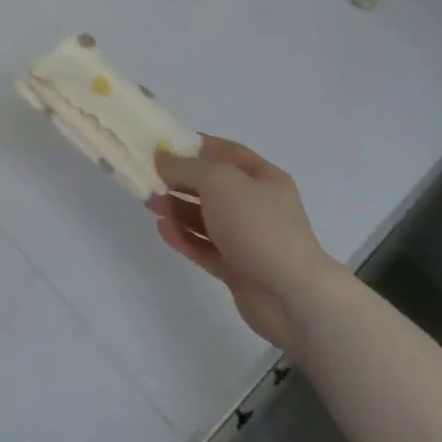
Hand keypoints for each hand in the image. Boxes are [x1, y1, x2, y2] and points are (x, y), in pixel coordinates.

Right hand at [149, 136, 346, 352]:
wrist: (293, 296)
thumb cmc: (258, 225)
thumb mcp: (218, 180)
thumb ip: (185, 167)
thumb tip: (162, 158)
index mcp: (262, 177)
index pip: (224, 152)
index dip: (194, 145)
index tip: (162, 145)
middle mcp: (256, 204)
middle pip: (211, 186)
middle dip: (179, 180)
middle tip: (149, 179)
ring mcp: (248, 238)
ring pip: (205, 217)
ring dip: (177, 209)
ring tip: (151, 205)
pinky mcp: (238, 269)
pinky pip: (205, 247)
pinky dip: (184, 238)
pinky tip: (163, 231)